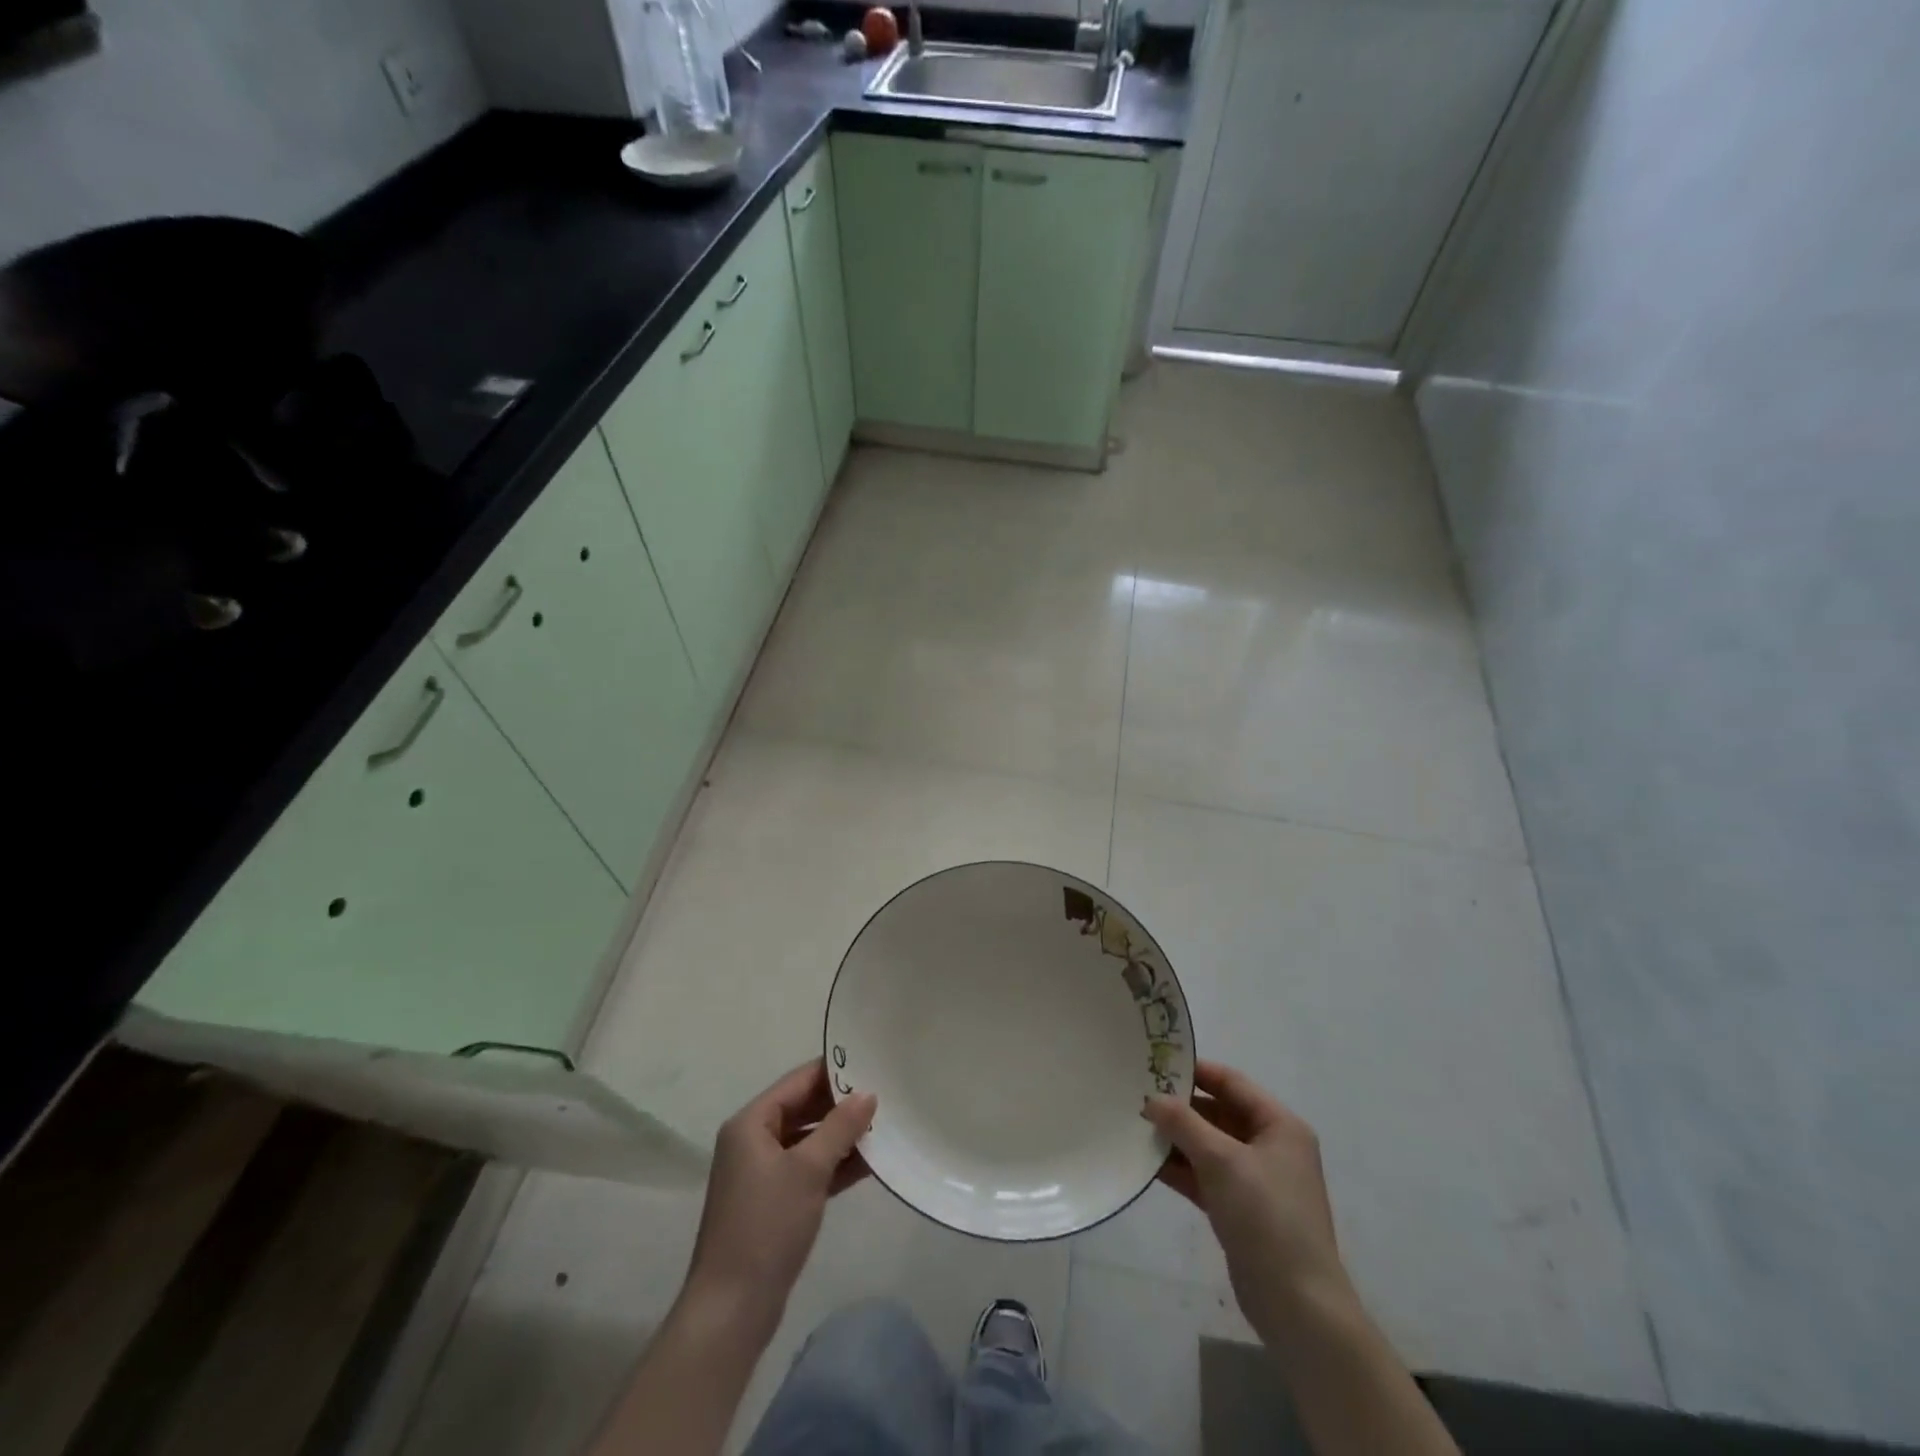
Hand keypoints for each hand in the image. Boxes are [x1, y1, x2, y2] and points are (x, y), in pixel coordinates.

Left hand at [681, 1060, 876, 1339]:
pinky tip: (870, 1163)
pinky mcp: (775, 1202)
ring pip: (809, 1140)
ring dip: (842, 1136)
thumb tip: (867, 1094)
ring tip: (886, 1125)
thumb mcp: (808, 1170)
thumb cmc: (766, 1226)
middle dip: (842, 1105)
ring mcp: (763, 1173)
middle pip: (804, 1108)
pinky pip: (809, 1169)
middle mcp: (754, 1140)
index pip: (798, 1081)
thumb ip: (840, 1127)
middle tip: (886, 1095)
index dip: (834, 1071)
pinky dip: (835, 1164)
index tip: (873, 1063)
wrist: (732, 1310)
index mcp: (751, 1123)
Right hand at [1144, 1060, 1349, 1343]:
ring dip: (1176, 1139)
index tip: (1155, 1064)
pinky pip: (1205, 1176)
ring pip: (1209, 1146)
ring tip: (1134, 1127)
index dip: (1195, 1071)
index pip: (1231, 1082)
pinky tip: (1148, 1163)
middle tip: (1137, 1097)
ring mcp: (1256, 1180)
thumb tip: (1151, 1099)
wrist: (1298, 1305)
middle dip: (1180, 1108)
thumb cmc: (1266, 1216)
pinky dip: (1181, 1168)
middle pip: (1218, 1113)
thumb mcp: (1221, 1160)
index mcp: (1279, 1125)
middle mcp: (1270, 1146)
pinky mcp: (1241, 1209)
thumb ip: (1183, 1124)